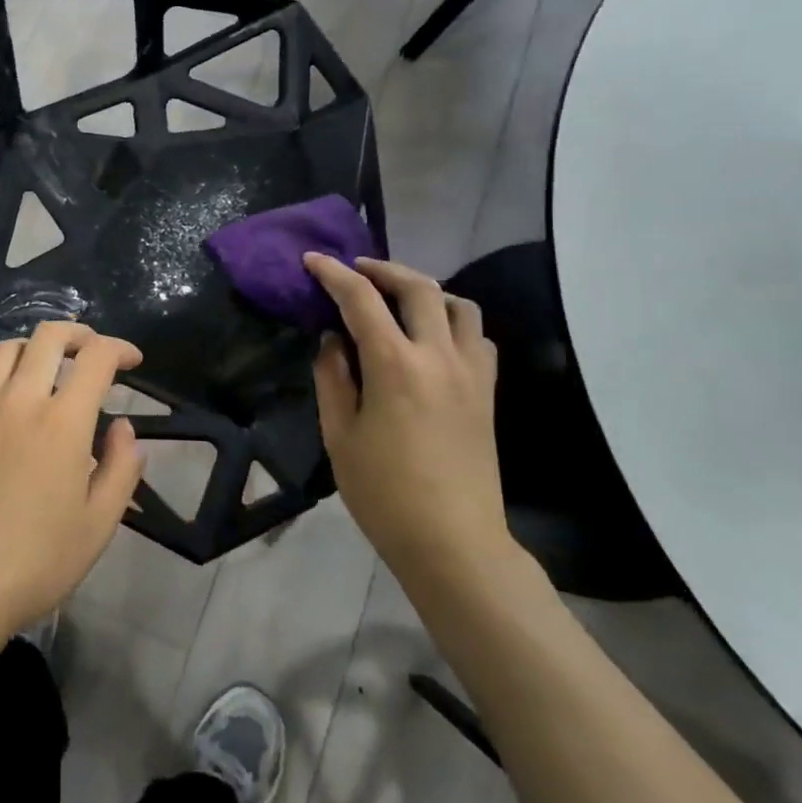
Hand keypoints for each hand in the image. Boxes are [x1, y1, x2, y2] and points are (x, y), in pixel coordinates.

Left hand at [0, 322, 145, 642]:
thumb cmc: (36, 562)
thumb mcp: (99, 524)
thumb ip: (121, 467)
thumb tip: (124, 427)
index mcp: (62, 422)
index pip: (95, 358)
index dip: (120, 348)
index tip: (133, 360)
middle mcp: (20, 400)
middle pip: (48, 337)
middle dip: (80, 333)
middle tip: (94, 351)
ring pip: (8, 347)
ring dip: (36, 346)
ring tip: (50, 366)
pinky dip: (0, 365)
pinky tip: (8, 389)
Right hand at [304, 254, 514, 587]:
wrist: (453, 542)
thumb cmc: (384, 492)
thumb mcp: (339, 434)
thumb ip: (333, 377)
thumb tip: (333, 340)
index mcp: (394, 365)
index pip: (361, 299)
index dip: (333, 274)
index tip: (313, 260)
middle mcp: (438, 356)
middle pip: (418, 287)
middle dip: (382, 269)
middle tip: (356, 270)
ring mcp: (471, 373)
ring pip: (459, 305)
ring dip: (425, 290)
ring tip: (399, 300)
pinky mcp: (488, 392)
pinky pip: (477, 337)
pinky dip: (453, 322)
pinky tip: (433, 339)